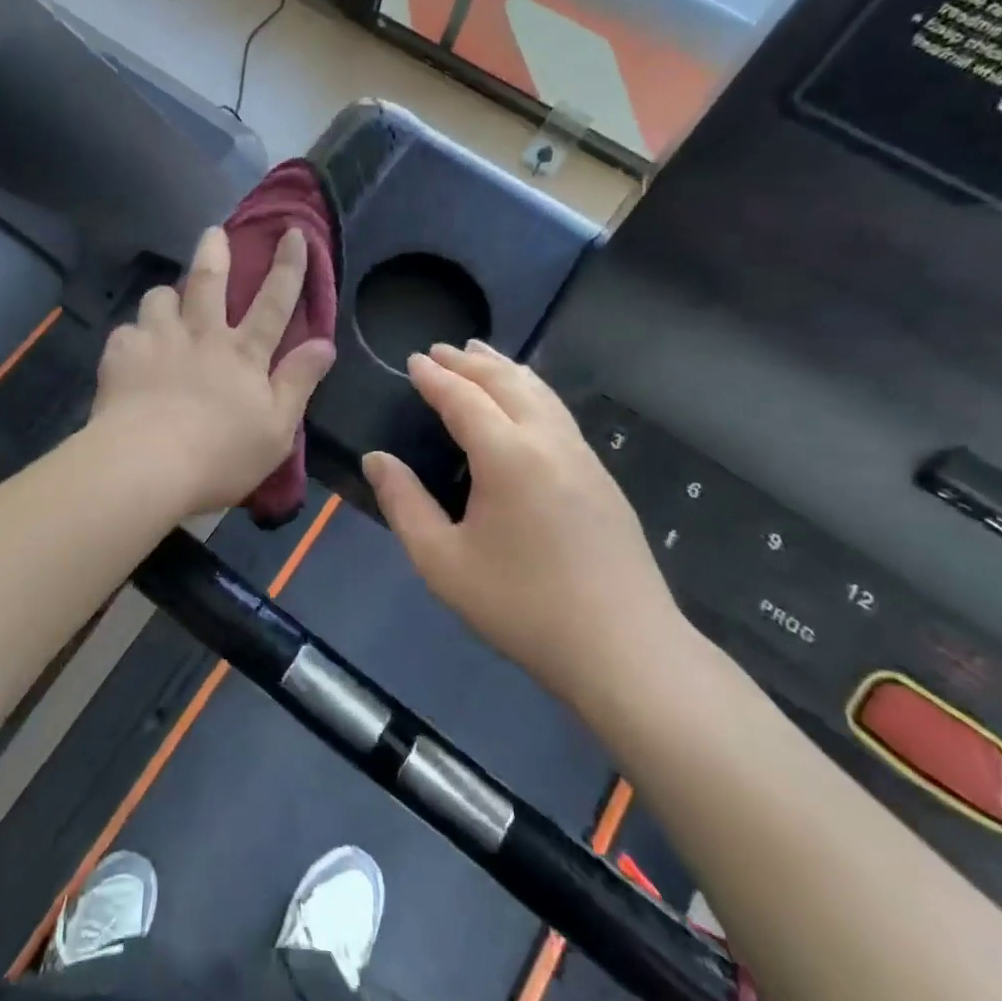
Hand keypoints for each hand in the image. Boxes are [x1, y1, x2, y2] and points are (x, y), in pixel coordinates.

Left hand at [89, 225, 334, 516]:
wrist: (145, 464)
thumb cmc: (220, 455)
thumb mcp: (276, 430)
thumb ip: (298, 382)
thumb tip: (325, 343)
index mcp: (243, 353)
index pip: (274, 302)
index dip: (288, 267)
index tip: (294, 233)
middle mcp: (201, 334)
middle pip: (209, 281)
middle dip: (215, 252)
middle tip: (213, 233)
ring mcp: (158, 339)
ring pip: (161, 297)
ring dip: (167, 295)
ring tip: (166, 303)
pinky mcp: (121, 352)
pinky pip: (127, 330)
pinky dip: (134, 337)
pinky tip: (132, 352)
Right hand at [361, 342, 688, 720]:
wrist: (624, 650)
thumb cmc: (522, 606)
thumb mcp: (442, 562)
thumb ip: (404, 504)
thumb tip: (376, 459)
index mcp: (507, 455)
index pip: (463, 397)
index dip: (435, 376)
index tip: (413, 359)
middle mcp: (548, 441)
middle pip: (506, 382)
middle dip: (470, 361)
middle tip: (440, 350)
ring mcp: (582, 456)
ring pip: (540, 392)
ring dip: (505, 368)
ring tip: (482, 354)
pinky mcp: (602, 477)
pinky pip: (558, 412)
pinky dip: (532, 390)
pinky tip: (526, 402)